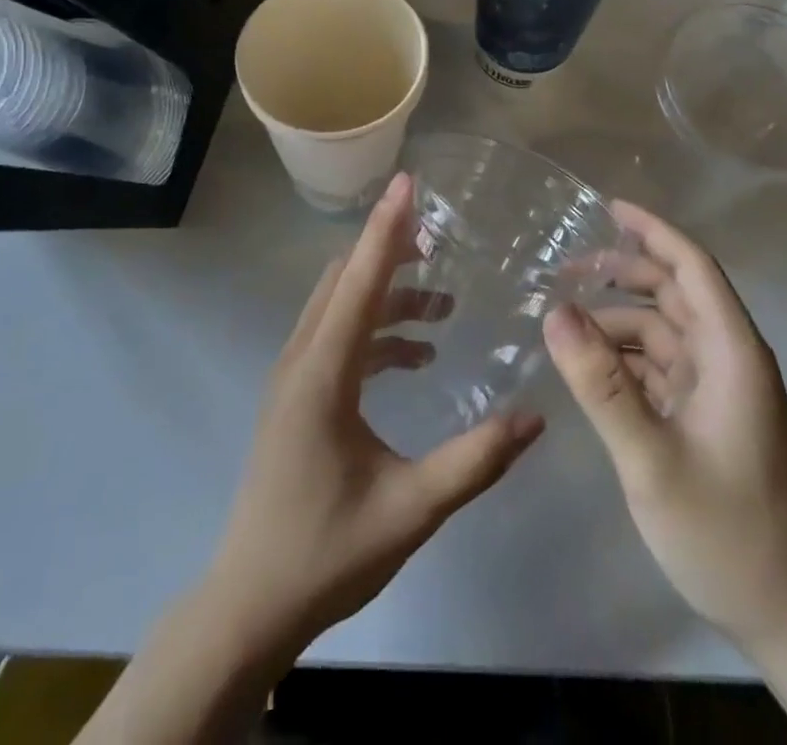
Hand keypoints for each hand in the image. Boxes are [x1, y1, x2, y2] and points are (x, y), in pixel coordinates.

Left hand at [204, 172, 544, 655]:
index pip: (361, 280)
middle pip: (346, 279)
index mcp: (322, 372)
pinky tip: (416, 356)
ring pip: (340, 305)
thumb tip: (536, 418)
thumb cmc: (326, 553)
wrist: (249, 605)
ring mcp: (294, 376)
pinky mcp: (297, 394)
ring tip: (443, 305)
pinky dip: (376, 329)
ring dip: (388, 294)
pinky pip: (338, 336)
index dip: (388, 227)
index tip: (409, 181)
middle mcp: (302, 358)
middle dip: (391, 250)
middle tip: (441, 239)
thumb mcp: (411, 509)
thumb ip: (475, 461)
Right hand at [543, 201, 786, 654]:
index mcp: (732, 352)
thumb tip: (554, 312)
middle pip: (675, 292)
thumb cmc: (725, 533)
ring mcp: (721, 391)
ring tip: (563, 322)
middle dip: (624, 272)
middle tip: (564, 270)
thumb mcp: (651, 458)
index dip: (652, 230)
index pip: (693, 267)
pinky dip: (626, 358)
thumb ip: (601, 383)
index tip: (607, 206)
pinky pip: (661, 368)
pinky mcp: (709, 418)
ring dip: (618, 320)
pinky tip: (588, 366)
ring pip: (664, 331)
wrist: (786, 619)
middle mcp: (730, 359)